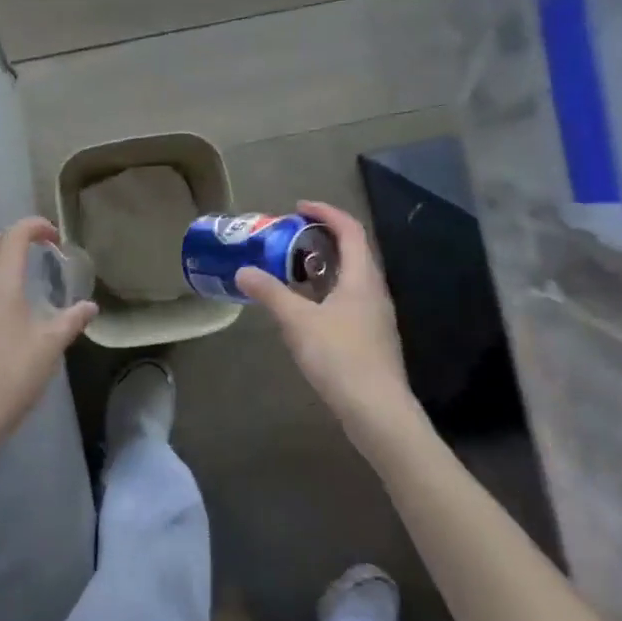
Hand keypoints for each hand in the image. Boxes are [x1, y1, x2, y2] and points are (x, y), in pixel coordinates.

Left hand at [0, 217, 97, 465]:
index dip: (34, 227)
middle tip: (27, 251)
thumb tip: (89, 307)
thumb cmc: (12, 375)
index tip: (55, 236)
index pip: (12, 237)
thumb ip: (71, 321)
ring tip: (14, 273)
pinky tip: (3, 305)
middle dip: (1, 239)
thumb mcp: (50, 345)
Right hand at [236, 202, 421, 453]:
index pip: (349, 229)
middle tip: (289, 237)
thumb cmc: (340, 358)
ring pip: (351, 278)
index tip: (298, 207)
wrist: (378, 413)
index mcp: (362, 278)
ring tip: (291, 269)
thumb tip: (243, 271)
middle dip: (322, 237)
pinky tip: (306, 310)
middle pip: (353, 251)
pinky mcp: (372, 339)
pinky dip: (327, 292)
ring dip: (324, 266)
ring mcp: (376, 317)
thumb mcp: (298, 322)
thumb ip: (270, 293)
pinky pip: (349, 300)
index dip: (325, 212)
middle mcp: (374, 291)